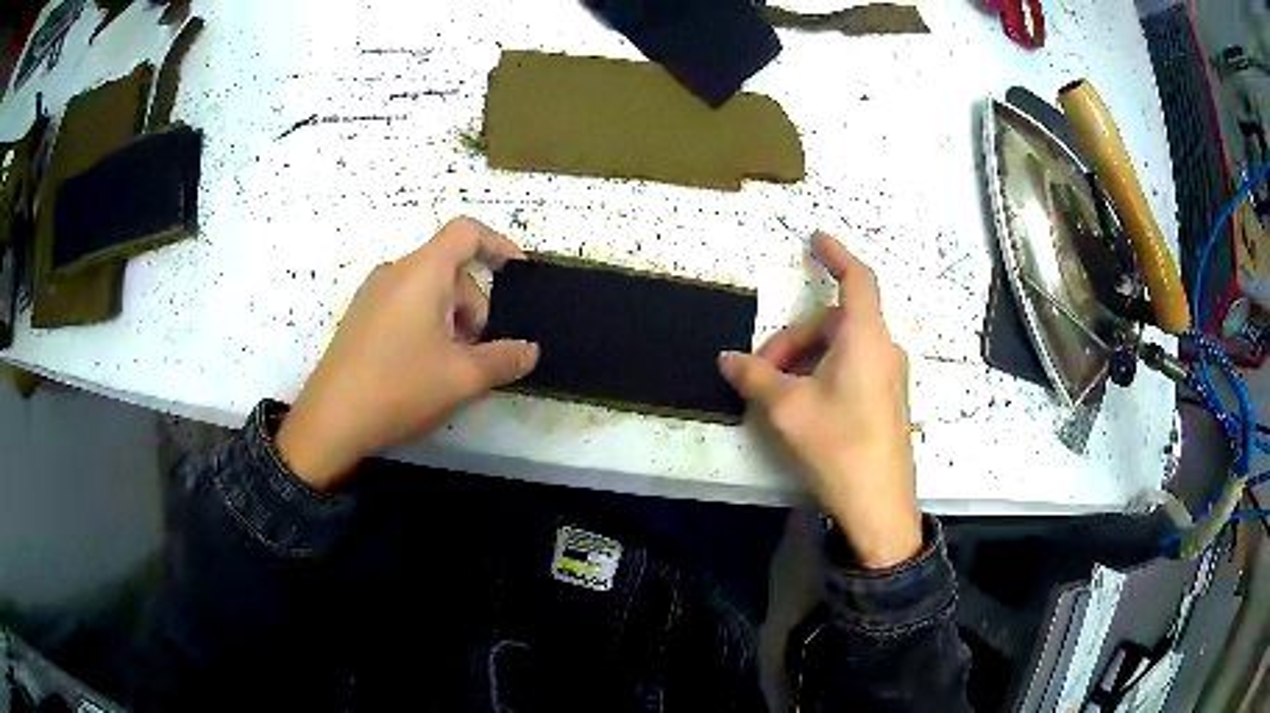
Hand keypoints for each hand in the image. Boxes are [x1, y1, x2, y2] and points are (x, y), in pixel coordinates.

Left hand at [277, 217, 539, 490]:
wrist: (330, 421)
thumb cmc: (399, 388)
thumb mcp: (462, 378)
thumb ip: (504, 359)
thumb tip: (530, 350)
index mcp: (422, 272)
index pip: (466, 233)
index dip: (498, 244)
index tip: (517, 272)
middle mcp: (395, 273)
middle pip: (451, 270)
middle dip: (475, 307)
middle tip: (476, 355)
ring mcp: (373, 295)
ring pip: (429, 292)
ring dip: (452, 321)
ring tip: (449, 368)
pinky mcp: (361, 319)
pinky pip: (406, 307)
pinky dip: (427, 327)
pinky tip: (422, 369)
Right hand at [719, 232, 919, 568]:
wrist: (879, 505)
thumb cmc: (838, 446)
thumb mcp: (787, 409)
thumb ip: (755, 376)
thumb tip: (727, 358)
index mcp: (865, 338)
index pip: (856, 279)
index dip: (836, 254)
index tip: (815, 238)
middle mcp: (883, 349)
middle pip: (835, 321)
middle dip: (794, 338)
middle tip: (762, 371)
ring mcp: (889, 376)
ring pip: (842, 347)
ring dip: (807, 358)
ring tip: (778, 394)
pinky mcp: (888, 400)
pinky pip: (853, 367)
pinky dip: (824, 372)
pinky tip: (804, 405)